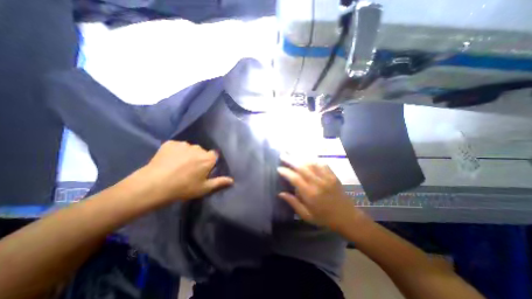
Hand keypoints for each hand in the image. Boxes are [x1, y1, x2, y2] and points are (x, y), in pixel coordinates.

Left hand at [139, 141, 232, 202]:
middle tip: (190, 170)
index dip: (209, 162)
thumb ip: (219, 182)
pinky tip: (169, 161)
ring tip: (178, 166)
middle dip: (199, 158)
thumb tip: (232, 180)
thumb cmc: (183, 188)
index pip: (214, 155)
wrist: (154, 185)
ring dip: (187, 154)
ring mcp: (184, 145)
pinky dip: (176, 151)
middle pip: (202, 151)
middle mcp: (198, 148)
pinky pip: (177, 146)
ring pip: (190, 148)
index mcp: (208, 158)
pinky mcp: (170, 143)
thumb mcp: (204, 188)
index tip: (203, 170)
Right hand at [278, 161, 366, 231]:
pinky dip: (313, 159)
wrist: (347, 217)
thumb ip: (293, 203)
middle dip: (291, 159)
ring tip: (292, 152)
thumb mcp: (306, 215)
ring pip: (311, 163)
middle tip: (282, 154)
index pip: (295, 178)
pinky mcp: (333, 175)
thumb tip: (280, 193)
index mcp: (310, 194)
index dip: (286, 172)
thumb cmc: (324, 218)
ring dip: (300, 157)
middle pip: (302, 167)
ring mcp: (326, 177)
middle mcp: (317, 183)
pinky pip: (322, 163)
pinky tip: (307, 156)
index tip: (278, 168)